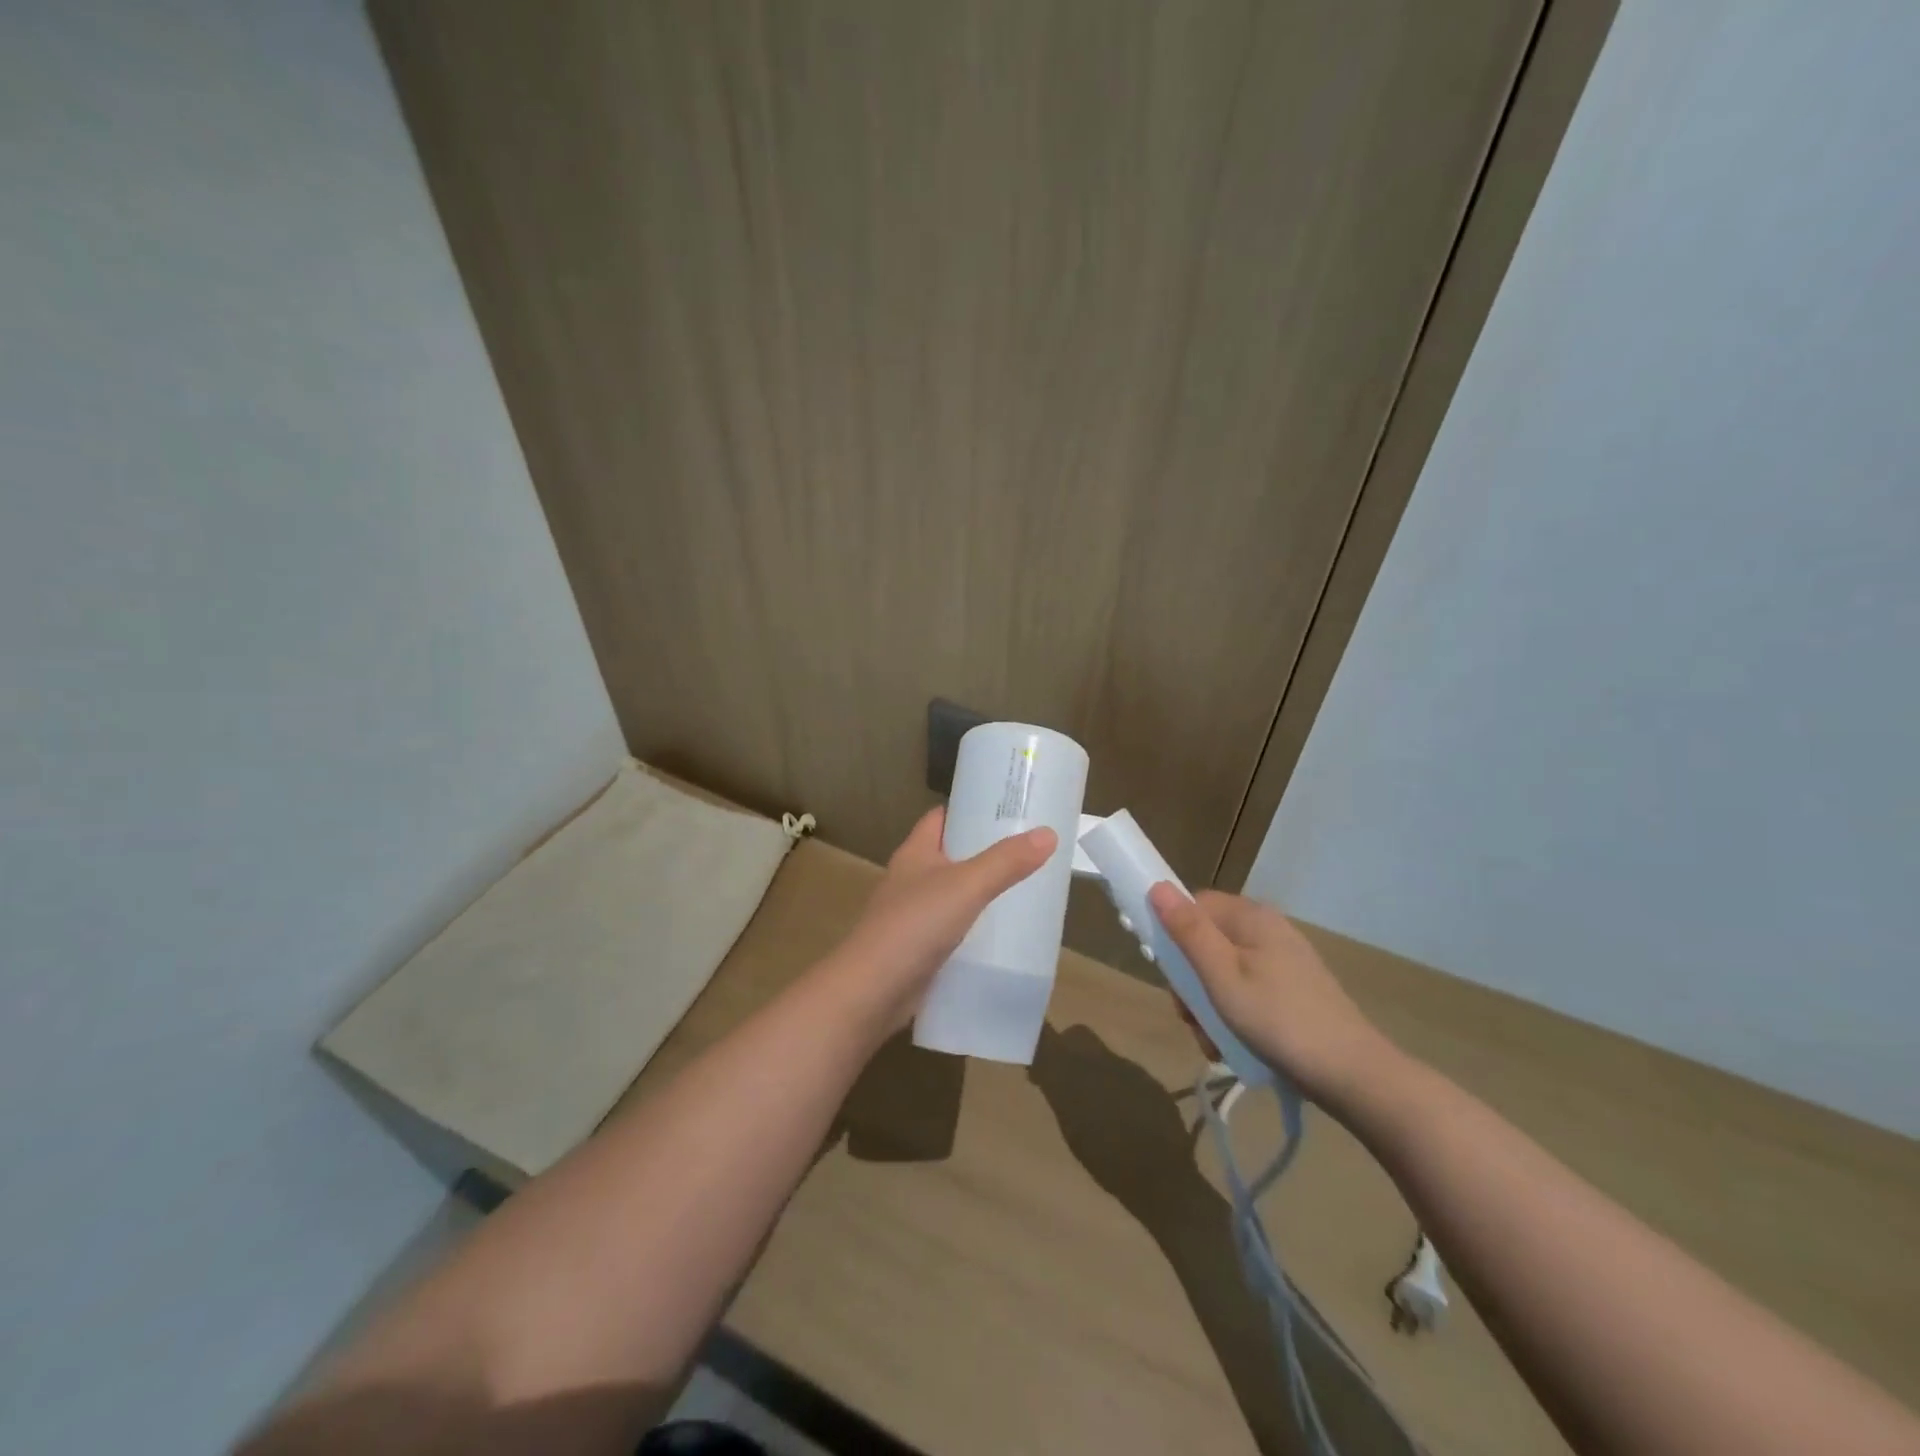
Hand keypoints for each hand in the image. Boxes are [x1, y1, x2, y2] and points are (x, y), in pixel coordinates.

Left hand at [831, 807, 1055, 1029]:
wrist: (872, 991)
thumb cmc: (915, 925)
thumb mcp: (967, 886)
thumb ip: (1006, 861)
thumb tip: (1048, 833)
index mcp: (915, 853)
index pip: (942, 818)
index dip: (971, 810)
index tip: (1008, 810)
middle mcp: (911, 878)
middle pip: (952, 855)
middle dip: (986, 852)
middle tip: (1030, 850)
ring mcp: (913, 915)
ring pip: (954, 894)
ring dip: (983, 892)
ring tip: (1026, 889)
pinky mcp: (919, 948)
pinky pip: (953, 929)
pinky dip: (975, 928)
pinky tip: (1003, 934)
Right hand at [1147, 885, 1398, 1107]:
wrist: (1352, 1075)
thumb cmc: (1278, 1019)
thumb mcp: (1221, 976)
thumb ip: (1188, 931)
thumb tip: (1157, 886)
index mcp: (1251, 917)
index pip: (1195, 906)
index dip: (1174, 934)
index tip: (1169, 974)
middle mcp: (1267, 931)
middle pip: (1207, 942)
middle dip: (1191, 983)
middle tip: (1191, 1017)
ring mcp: (1282, 962)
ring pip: (1223, 973)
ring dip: (1208, 1007)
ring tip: (1213, 1042)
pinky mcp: (1292, 992)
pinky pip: (1246, 993)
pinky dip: (1233, 1017)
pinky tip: (1233, 1047)